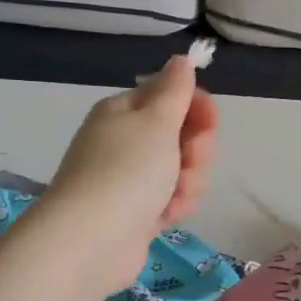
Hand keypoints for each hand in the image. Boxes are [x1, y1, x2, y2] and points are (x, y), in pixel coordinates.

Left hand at [39, 55, 218, 293]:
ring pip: (182, 170)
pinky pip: (172, 199)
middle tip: (189, 162)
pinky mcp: (138, 211)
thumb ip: (175, 90)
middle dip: (196, 151)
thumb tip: (180, 59)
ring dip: (189, 182)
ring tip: (175, 198)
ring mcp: (131, 178)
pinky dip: (175, 206)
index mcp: (125, 112)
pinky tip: (167, 217)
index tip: (209, 124)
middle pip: (181, 135)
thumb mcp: (156, 121)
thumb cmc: (126, 171)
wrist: (91, 241)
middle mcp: (126, 141)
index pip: (171, 96)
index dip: (196, 108)